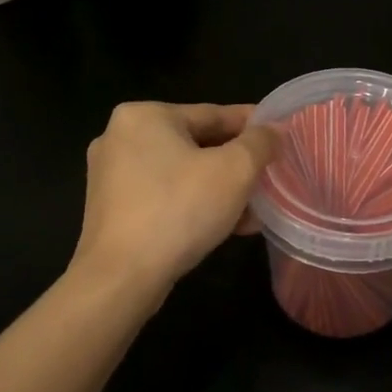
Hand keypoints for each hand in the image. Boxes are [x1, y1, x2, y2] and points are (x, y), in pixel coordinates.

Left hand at [72, 102, 278, 296]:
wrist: (121, 277)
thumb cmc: (180, 210)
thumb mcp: (235, 171)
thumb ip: (260, 143)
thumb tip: (273, 130)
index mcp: (145, 115)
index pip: (213, 114)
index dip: (253, 125)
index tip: (280, 136)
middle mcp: (121, 137)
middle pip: (197, 144)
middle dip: (237, 165)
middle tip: (270, 178)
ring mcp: (112, 175)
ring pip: (183, 173)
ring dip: (220, 189)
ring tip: (255, 210)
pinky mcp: (112, 209)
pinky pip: (164, 196)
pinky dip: (195, 204)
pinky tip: (227, 226)